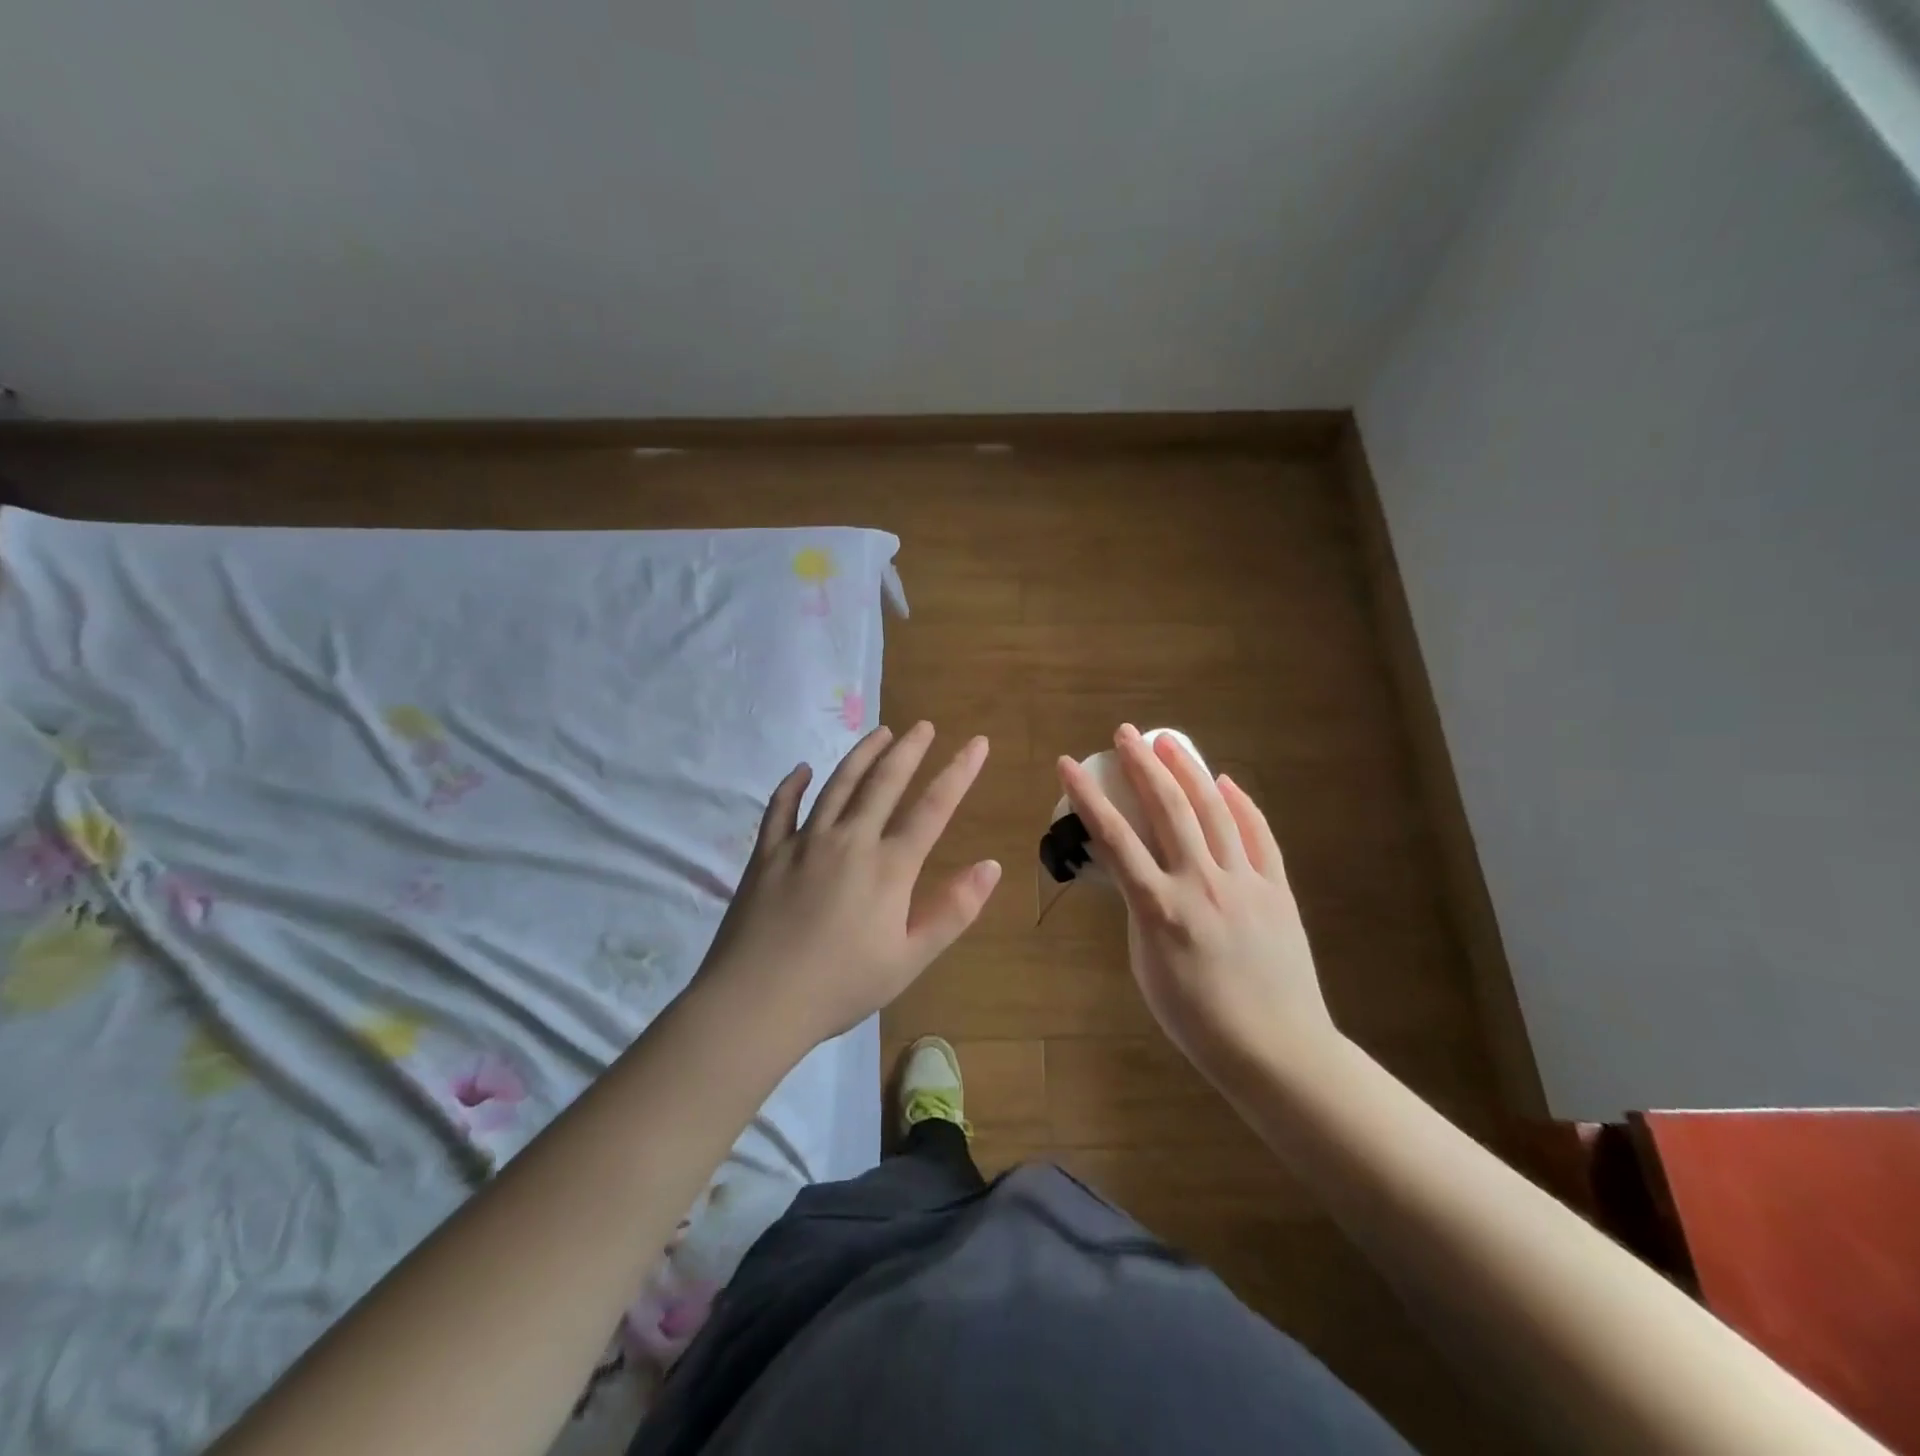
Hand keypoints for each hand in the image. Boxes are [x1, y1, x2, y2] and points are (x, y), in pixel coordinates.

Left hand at [699, 723, 1000, 1048]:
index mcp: (888, 867)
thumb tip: (991, 865)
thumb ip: (953, 911)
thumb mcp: (909, 959)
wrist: (756, 1002)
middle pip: (884, 783)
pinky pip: (781, 808)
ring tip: (880, 733)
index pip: (933, 808)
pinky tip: (803, 769)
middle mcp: (849, 840)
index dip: (958, 772)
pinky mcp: (767, 853)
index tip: (976, 743)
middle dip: (909, 750)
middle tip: (923, 726)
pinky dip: (793, 784)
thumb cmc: (840, 986)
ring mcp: (804, 842)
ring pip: (838, 785)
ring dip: (862, 755)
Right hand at [1057, 724, 1334, 1074]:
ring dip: (1187, 771)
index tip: (1068, 764)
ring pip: (1213, 811)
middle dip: (1142, 765)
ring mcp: (1244, 882)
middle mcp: (1200, 883)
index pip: (1114, 838)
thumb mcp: (1146, 966)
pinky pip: (1257, 835)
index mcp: (1160, 908)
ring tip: (1167, 742)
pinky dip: (1240, 804)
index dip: (1087, 796)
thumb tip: (1137, 873)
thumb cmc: (1197, 1019)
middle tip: (1125, 733)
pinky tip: (1225, 782)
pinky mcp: (1276, 888)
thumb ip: (1140, 911)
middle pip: (1167, 809)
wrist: (1276, 1049)